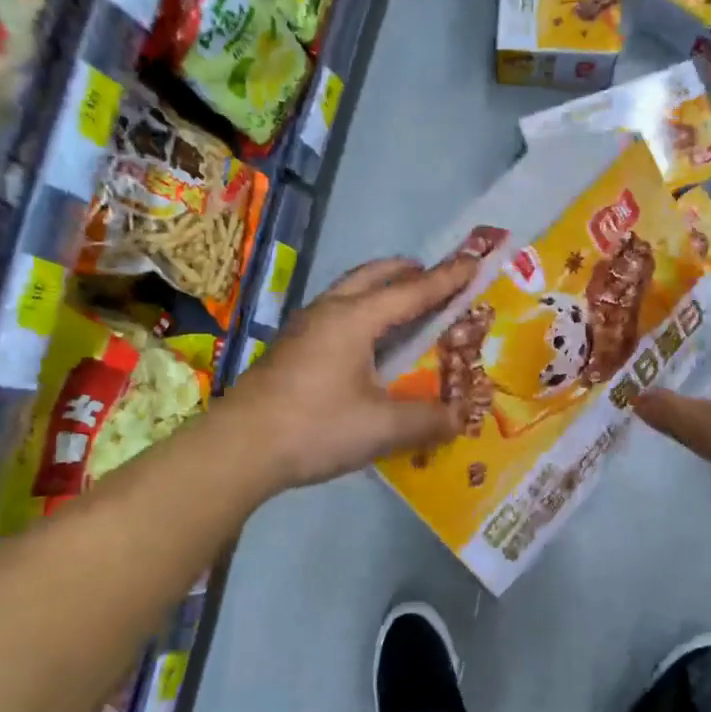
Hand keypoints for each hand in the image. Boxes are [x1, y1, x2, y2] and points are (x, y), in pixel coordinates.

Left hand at [227, 253, 478, 490]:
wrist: (238, 449)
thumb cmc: (315, 427)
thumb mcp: (381, 427)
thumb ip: (426, 419)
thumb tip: (459, 418)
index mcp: (354, 319)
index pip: (411, 292)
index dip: (445, 280)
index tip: (472, 262)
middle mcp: (328, 313)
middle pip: (372, 277)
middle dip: (405, 272)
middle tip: (432, 277)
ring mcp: (303, 329)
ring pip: (348, 293)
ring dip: (379, 290)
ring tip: (403, 305)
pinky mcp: (290, 350)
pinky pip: (335, 315)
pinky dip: (361, 313)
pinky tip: (366, 343)